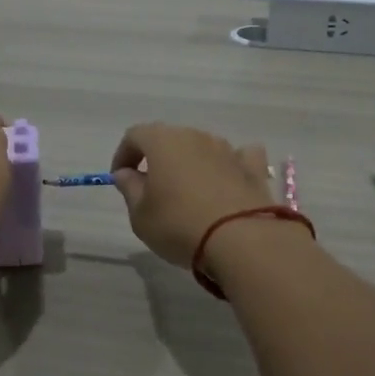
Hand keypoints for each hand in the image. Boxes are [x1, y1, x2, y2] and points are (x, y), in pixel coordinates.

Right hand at [110, 122, 273, 268]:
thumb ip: (129, 188)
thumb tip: (126, 173)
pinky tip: (228, 182)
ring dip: (191, 163)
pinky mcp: (253, 167)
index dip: (124, 154)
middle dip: (158, 158)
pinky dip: (230, 165)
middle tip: (152, 188)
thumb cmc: (179, 225)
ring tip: (188, 192)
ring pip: (202, 147)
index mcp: (163, 141)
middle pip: (170, 139)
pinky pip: (238, 157)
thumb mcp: (140, 215)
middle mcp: (196, 136)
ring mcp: (228, 149)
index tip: (121, 178)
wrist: (241, 240)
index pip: (135, 135)